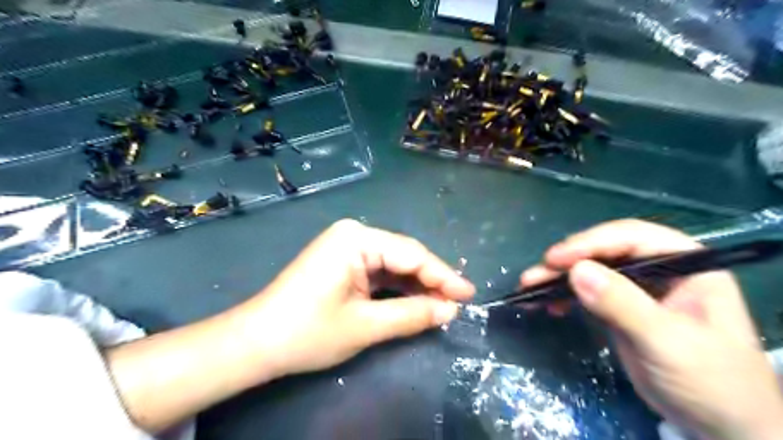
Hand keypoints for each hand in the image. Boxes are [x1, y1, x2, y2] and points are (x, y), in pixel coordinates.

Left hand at [242, 220, 474, 377]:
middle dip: (431, 280)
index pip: (411, 254)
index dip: (443, 275)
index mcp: (356, 238)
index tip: (469, 294)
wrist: (256, 342)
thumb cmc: (308, 331)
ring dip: (416, 285)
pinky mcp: (343, 262)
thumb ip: (411, 315)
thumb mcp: (365, 325)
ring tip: (443, 304)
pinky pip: (379, 271)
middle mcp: (354, 234)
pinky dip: (397, 288)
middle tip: (458, 302)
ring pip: (393, 264)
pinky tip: (416, 300)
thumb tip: (450, 310)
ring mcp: (347, 247)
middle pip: (404, 256)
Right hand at [519, 223, 782, 439]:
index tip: (555, 259)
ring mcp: (639, 288)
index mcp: (685, 263)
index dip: (590, 243)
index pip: (631, 238)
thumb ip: (623, 305)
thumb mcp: (667, 342)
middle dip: (567, 261)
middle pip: (605, 251)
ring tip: (529, 287)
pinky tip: (549, 303)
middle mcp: (660, 268)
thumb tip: (576, 272)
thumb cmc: (710, 382)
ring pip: (592, 270)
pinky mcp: (621, 307)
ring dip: (559, 278)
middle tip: (535, 275)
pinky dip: (566, 295)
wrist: (721, 427)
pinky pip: (588, 292)